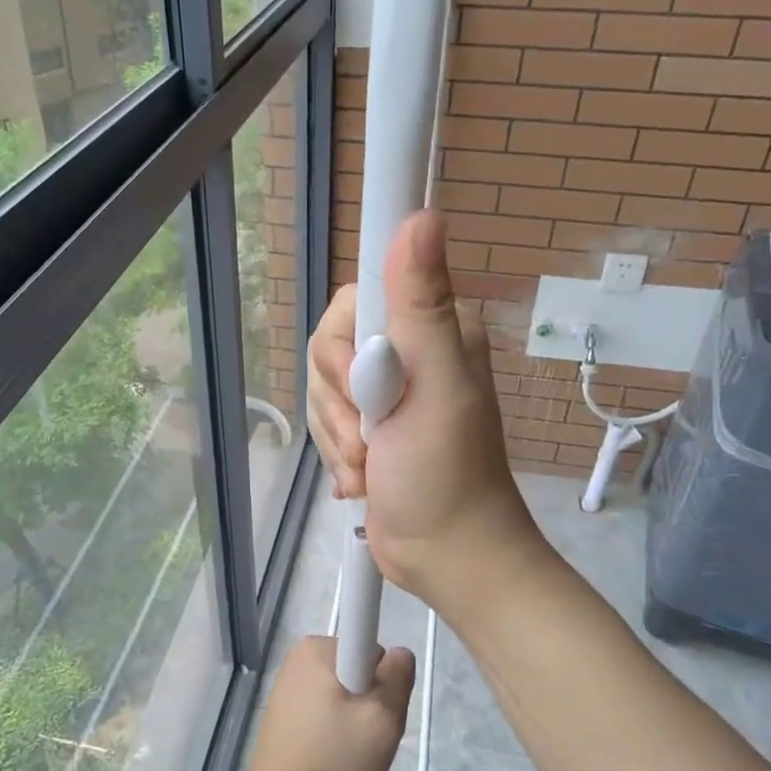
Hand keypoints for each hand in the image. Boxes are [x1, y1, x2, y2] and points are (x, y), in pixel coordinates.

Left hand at [234, 635, 413, 770]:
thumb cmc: (334, 761)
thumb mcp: (383, 718)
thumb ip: (399, 677)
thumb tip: (398, 654)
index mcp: (316, 649)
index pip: (371, 649)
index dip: (383, 682)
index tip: (375, 715)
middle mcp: (297, 661)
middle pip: (357, 674)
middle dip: (369, 705)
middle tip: (368, 741)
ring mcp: (286, 691)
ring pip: (343, 699)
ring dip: (354, 726)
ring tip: (349, 760)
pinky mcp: (282, 720)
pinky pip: (324, 718)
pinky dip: (335, 738)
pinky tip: (332, 767)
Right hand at [308, 209, 546, 611]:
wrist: (447, 555)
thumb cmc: (446, 472)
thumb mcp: (435, 385)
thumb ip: (422, 304)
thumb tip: (421, 215)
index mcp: (432, 330)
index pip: (358, 300)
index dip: (346, 344)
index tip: (364, 384)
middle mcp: (407, 352)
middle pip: (330, 347)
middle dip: (339, 401)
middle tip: (372, 435)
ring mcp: (385, 393)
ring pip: (323, 389)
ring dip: (338, 435)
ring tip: (371, 465)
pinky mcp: (368, 428)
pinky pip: (326, 423)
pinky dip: (337, 454)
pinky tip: (364, 479)